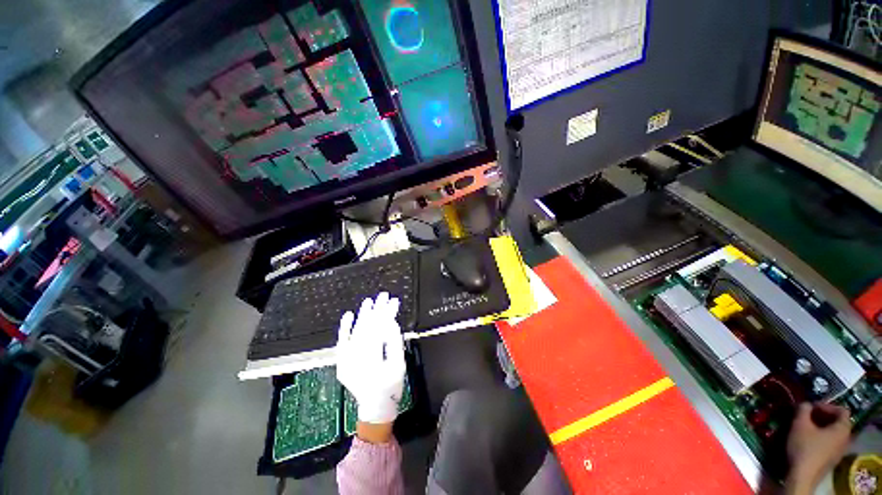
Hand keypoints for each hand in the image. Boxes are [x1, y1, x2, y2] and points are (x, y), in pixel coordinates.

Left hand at [336, 292, 404, 432]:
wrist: (375, 407)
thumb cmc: (391, 387)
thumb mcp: (399, 365)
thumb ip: (394, 343)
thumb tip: (391, 322)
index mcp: (373, 359)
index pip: (380, 328)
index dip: (387, 313)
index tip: (393, 301)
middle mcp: (356, 358)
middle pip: (367, 327)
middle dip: (376, 309)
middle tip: (384, 295)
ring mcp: (346, 360)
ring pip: (355, 332)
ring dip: (362, 315)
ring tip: (369, 301)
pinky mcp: (342, 362)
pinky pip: (342, 342)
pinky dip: (344, 328)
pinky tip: (348, 315)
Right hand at [785, 402, 851, 494]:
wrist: (803, 476)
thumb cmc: (804, 447)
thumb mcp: (799, 424)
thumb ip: (803, 410)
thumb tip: (805, 404)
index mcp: (842, 429)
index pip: (841, 410)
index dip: (827, 405)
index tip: (811, 407)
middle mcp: (845, 439)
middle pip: (838, 422)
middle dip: (822, 417)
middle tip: (807, 416)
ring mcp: (839, 451)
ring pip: (832, 433)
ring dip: (820, 427)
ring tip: (805, 427)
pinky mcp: (831, 459)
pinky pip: (829, 442)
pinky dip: (819, 438)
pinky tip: (806, 440)